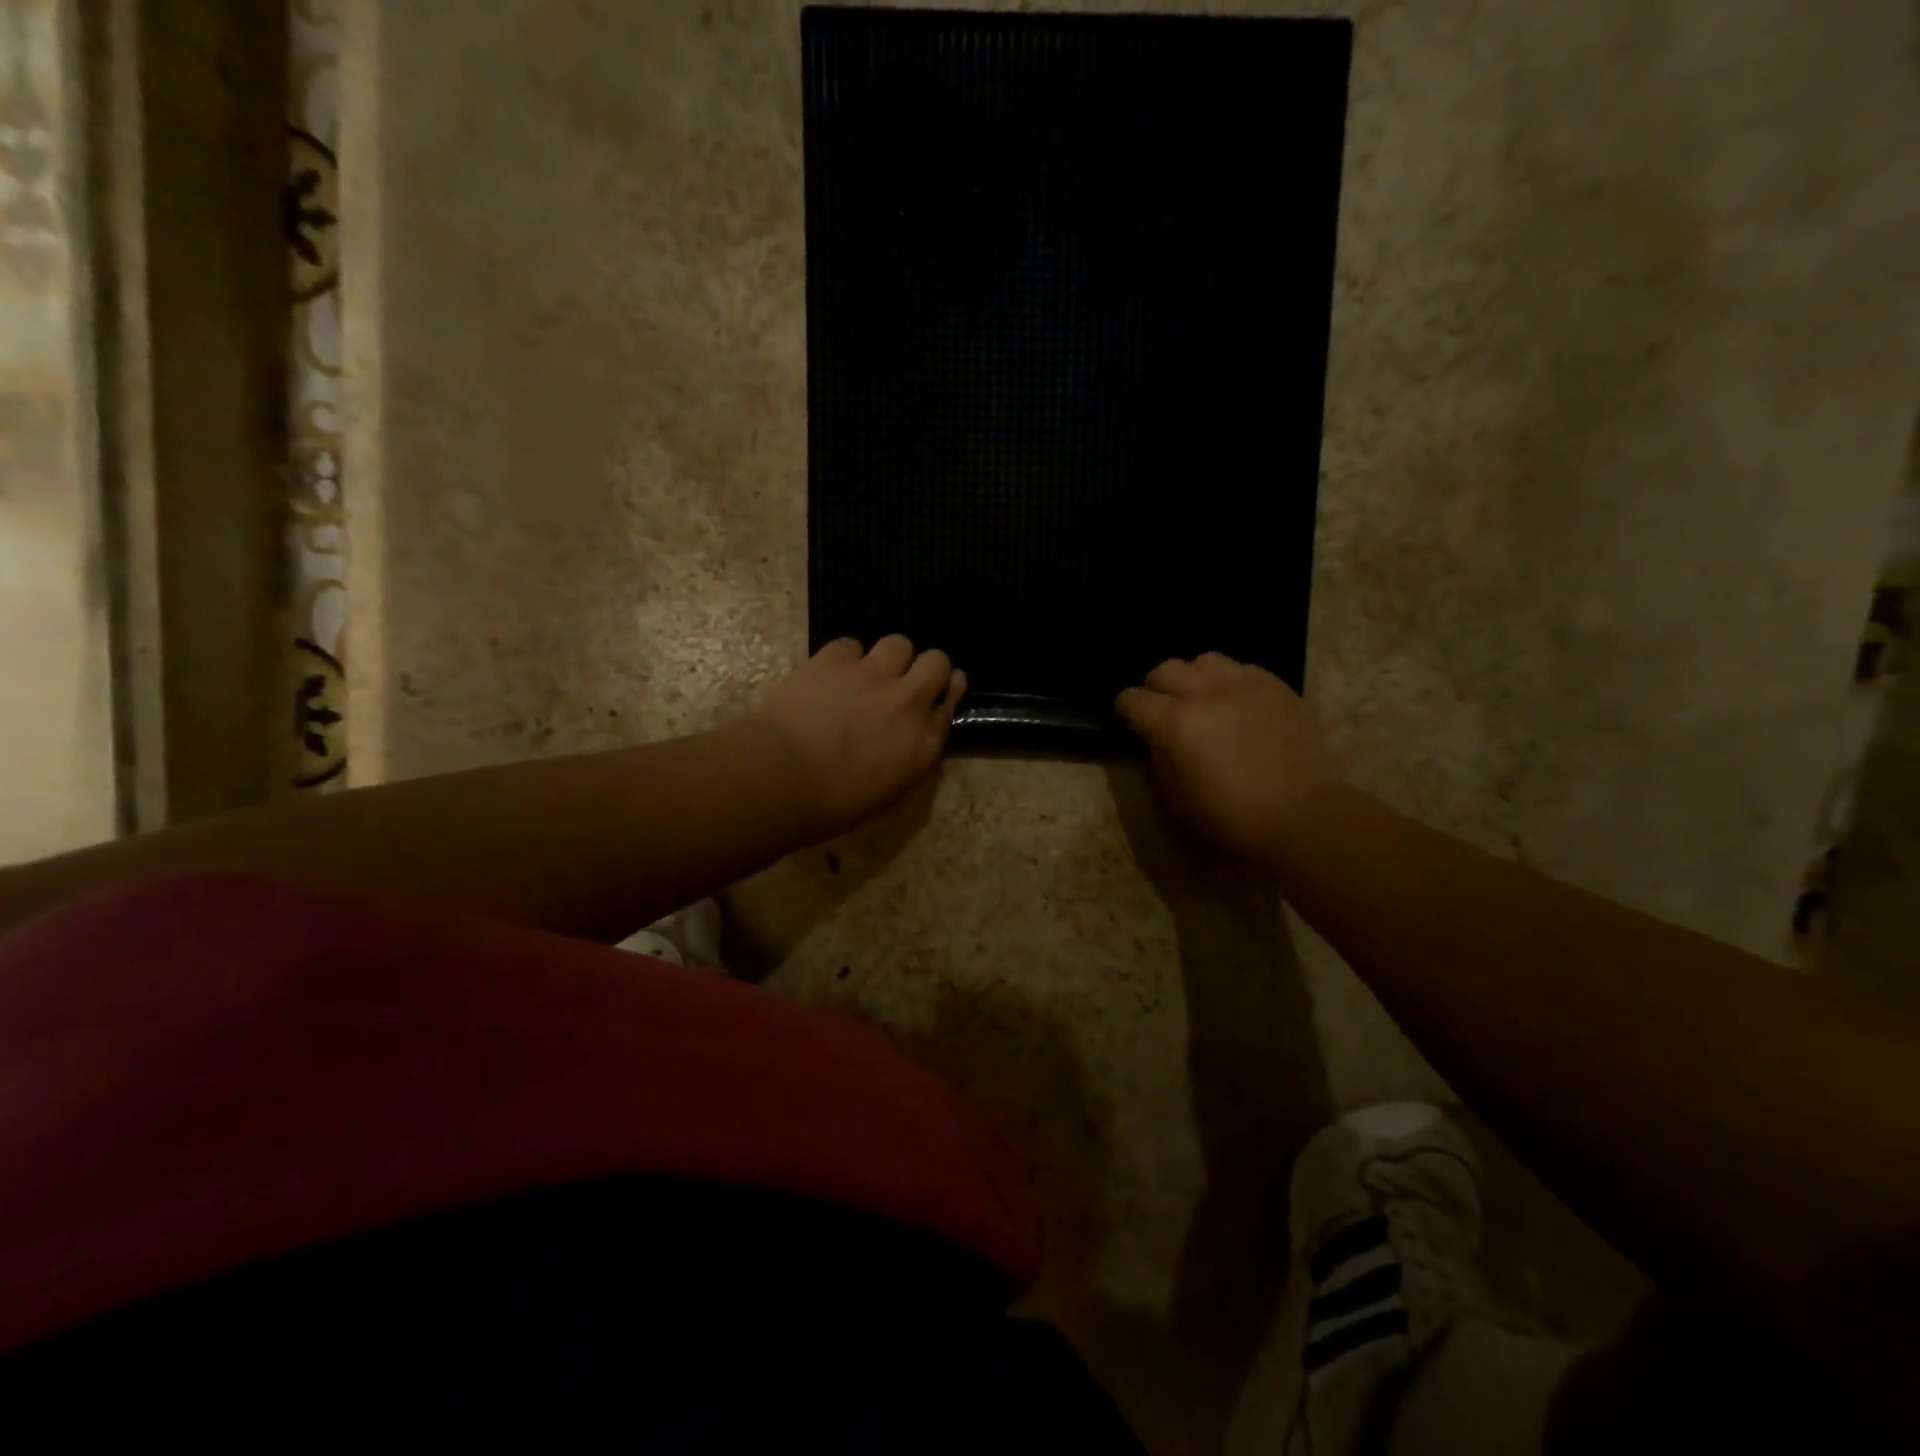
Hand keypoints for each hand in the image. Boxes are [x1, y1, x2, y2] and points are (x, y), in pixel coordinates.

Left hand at [756, 636, 965, 839]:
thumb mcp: (887, 791)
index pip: (950, 704)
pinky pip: (851, 645)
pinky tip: (830, 674)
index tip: (940, 691)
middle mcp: (908, 701)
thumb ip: (908, 757)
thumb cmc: (832, 803)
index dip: (946, 693)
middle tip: (905, 680)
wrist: (783, 777)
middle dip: (925, 667)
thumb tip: (907, 740)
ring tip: (869, 672)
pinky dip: (844, 658)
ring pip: (899, 643)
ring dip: (889, 657)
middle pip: (936, 662)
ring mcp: (872, 675)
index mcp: (924, 743)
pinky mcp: (835, 659)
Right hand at [1116, 653, 1341, 855]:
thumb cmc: (1231, 816)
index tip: (1132, 722)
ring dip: (1195, 678)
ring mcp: (1245, 684)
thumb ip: (1158, 757)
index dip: (1126, 710)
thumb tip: (1157, 738)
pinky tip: (1238, 705)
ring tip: (1203, 700)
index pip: (1132, 699)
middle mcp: (1206, 693)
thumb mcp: (1175, 797)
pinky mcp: (1277, 686)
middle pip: (1165, 669)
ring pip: (1204, 660)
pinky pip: (1242, 669)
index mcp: (1175, 723)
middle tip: (1165, 711)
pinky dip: (1230, 682)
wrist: (1302, 816)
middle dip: (1157, 688)